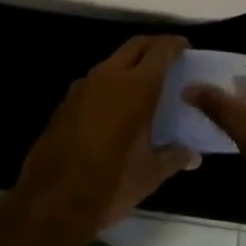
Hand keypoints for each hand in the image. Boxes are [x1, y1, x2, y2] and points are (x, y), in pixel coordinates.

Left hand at [15, 34, 198, 238]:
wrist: (52, 200)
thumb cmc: (110, 184)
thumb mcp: (150, 174)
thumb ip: (174, 157)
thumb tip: (194, 155)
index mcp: (136, 88)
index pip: (160, 50)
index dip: (175, 45)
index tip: (186, 48)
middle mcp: (110, 76)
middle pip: (135, 45)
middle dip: (154, 45)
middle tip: (169, 58)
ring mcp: (84, 85)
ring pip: (114, 60)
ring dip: (131, 63)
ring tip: (145, 83)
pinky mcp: (67, 99)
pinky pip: (96, 79)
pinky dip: (112, 81)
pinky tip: (117, 105)